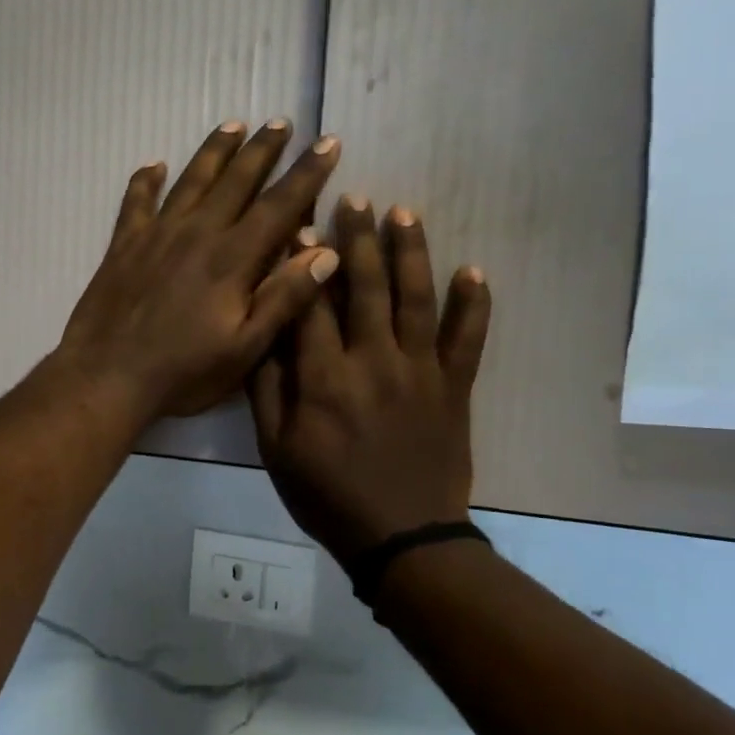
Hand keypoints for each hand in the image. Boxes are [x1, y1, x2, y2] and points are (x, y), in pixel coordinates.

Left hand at [55, 120, 341, 420]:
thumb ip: (284, 298)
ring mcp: (156, 235)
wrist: (106, 377)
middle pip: (236, 180)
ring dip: (214, 151)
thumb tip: (325, 251)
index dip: (307, 173)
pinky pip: (135, 201)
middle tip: (281, 122)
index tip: (328, 142)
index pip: (280, 205)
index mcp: (232, 259)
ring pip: (191, 180)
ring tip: (233, 125)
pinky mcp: (123, 245)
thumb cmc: (182, 371)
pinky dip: (144, 180)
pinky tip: (153, 164)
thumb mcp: (245, 348)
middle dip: (263, 149)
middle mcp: (196, 233)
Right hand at [249, 197, 490, 561]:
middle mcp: (372, 361)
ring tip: (404, 213)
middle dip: (357, 238)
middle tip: (355, 197)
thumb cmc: (327, 494)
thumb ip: (266, 388)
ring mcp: (420, 371)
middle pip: (365, 287)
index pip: (309, 303)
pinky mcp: (455, 388)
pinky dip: (474, 305)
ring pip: (415, 299)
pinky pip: (468, 340)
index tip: (299, 222)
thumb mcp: (275, 449)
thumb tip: (260, 331)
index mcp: (323, 377)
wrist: (401, 538)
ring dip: (410, 253)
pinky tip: (474, 271)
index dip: (302, 260)